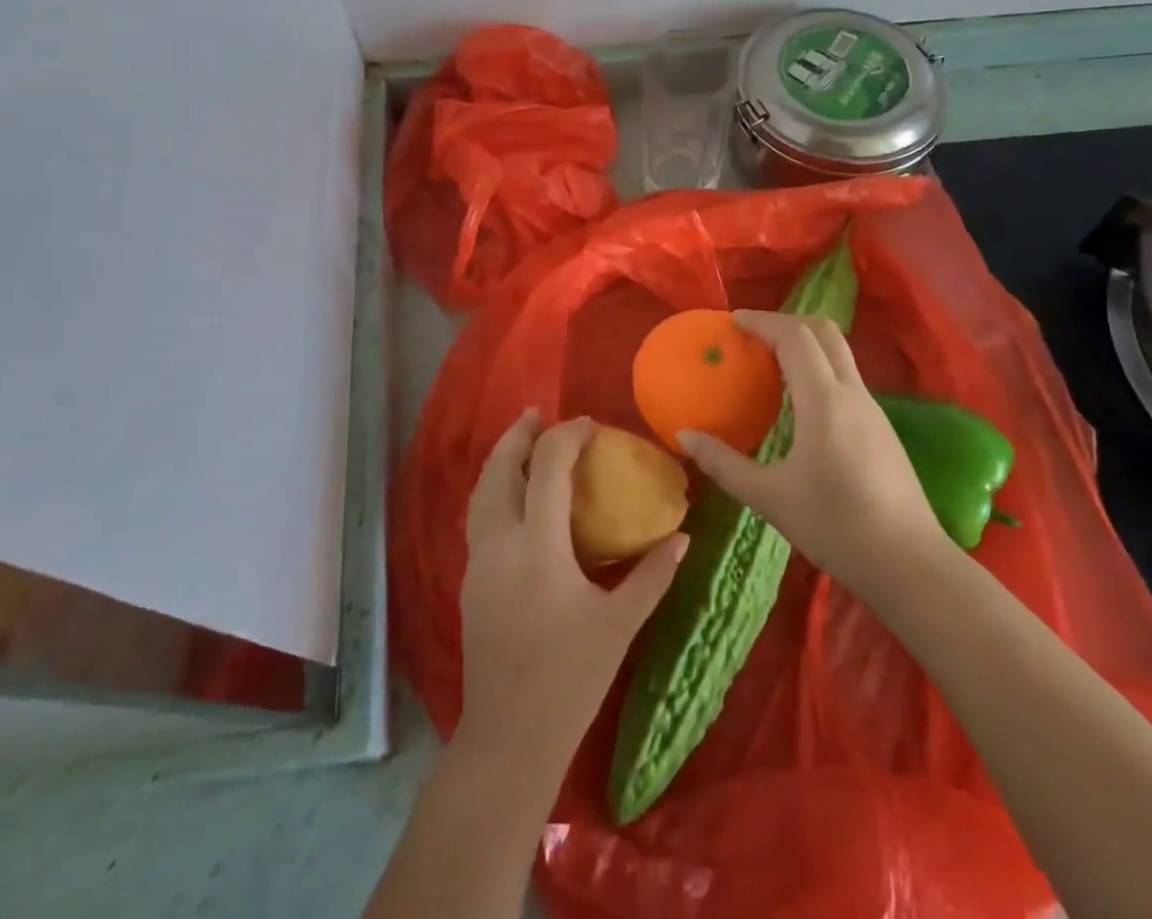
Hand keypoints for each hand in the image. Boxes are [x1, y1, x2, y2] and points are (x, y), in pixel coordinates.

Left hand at [458, 411, 687, 772]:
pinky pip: (479, 517)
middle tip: (537, 413)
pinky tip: (514, 499)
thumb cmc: (569, 679)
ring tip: (522, 444)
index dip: (566, 436)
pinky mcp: (470, 580)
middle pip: (499, 469)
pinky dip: (494, 490)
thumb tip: (681, 536)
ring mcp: (478, 561)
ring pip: (481, 491)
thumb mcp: (619, 625)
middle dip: (518, 435)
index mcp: (538, 545)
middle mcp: (500, 542)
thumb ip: (652, 575)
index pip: (547, 467)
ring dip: (501, 460)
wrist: (508, 738)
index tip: (589, 423)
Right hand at [679, 311, 950, 598]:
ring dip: (805, 344)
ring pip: (839, 353)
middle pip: (824, 332)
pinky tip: (799, 401)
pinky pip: (845, 378)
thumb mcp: (769, 498)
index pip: (794, 337)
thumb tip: (684, 435)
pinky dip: (818, 368)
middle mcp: (852, 393)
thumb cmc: (836, 527)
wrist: (910, 565)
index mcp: (824, 401)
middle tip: (752, 334)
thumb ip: (723, 463)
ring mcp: (872, 409)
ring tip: (769, 362)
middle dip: (787, 322)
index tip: (733, 321)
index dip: (763, 321)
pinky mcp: (881, 428)